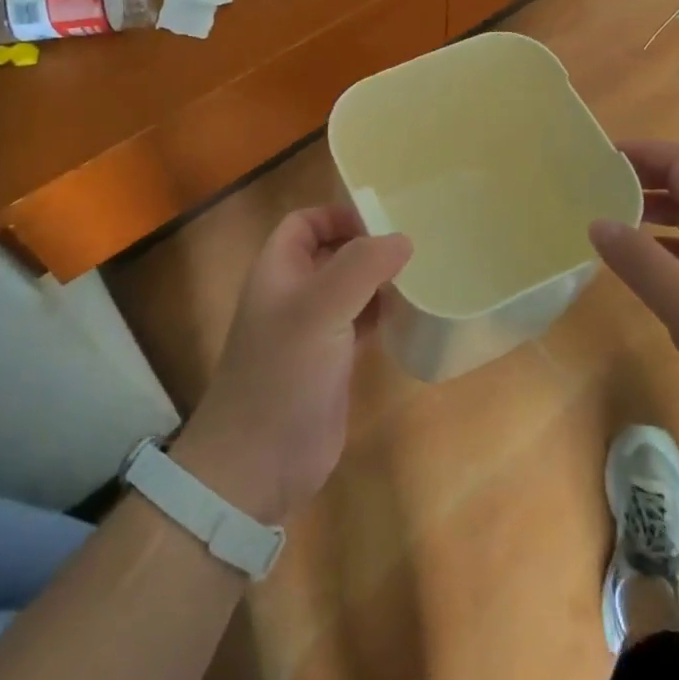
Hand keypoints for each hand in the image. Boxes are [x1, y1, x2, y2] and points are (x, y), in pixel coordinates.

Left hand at [172, 206, 411, 526]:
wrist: (258, 464)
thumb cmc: (283, 374)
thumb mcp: (320, 310)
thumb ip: (360, 268)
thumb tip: (402, 239)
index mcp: (278, 270)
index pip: (305, 222)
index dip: (338, 215)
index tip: (382, 221)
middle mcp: (294, 294)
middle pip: (331, 253)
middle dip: (366, 246)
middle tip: (414, 244)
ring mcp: (312, 330)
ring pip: (349, 288)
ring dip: (379, 280)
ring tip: (420, 274)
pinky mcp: (332, 363)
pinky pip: (360, 323)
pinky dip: (382, 313)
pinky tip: (409, 313)